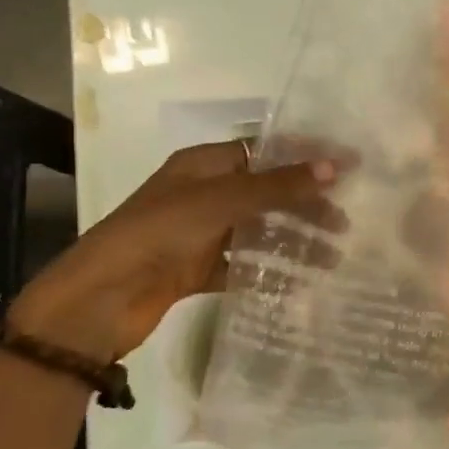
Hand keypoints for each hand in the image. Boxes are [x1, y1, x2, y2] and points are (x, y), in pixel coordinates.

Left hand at [7, 142, 339, 363]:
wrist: (100, 298)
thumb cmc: (158, 233)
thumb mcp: (220, 201)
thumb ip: (276, 186)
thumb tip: (332, 167)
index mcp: (203, 164)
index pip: (265, 150)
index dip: (305, 155)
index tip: (348, 166)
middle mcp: (204, 195)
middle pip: (267, 193)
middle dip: (306, 205)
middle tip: (344, 224)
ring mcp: (201, 234)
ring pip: (258, 232)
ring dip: (294, 242)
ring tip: (333, 258)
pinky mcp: (198, 271)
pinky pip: (243, 267)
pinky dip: (269, 272)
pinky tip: (300, 283)